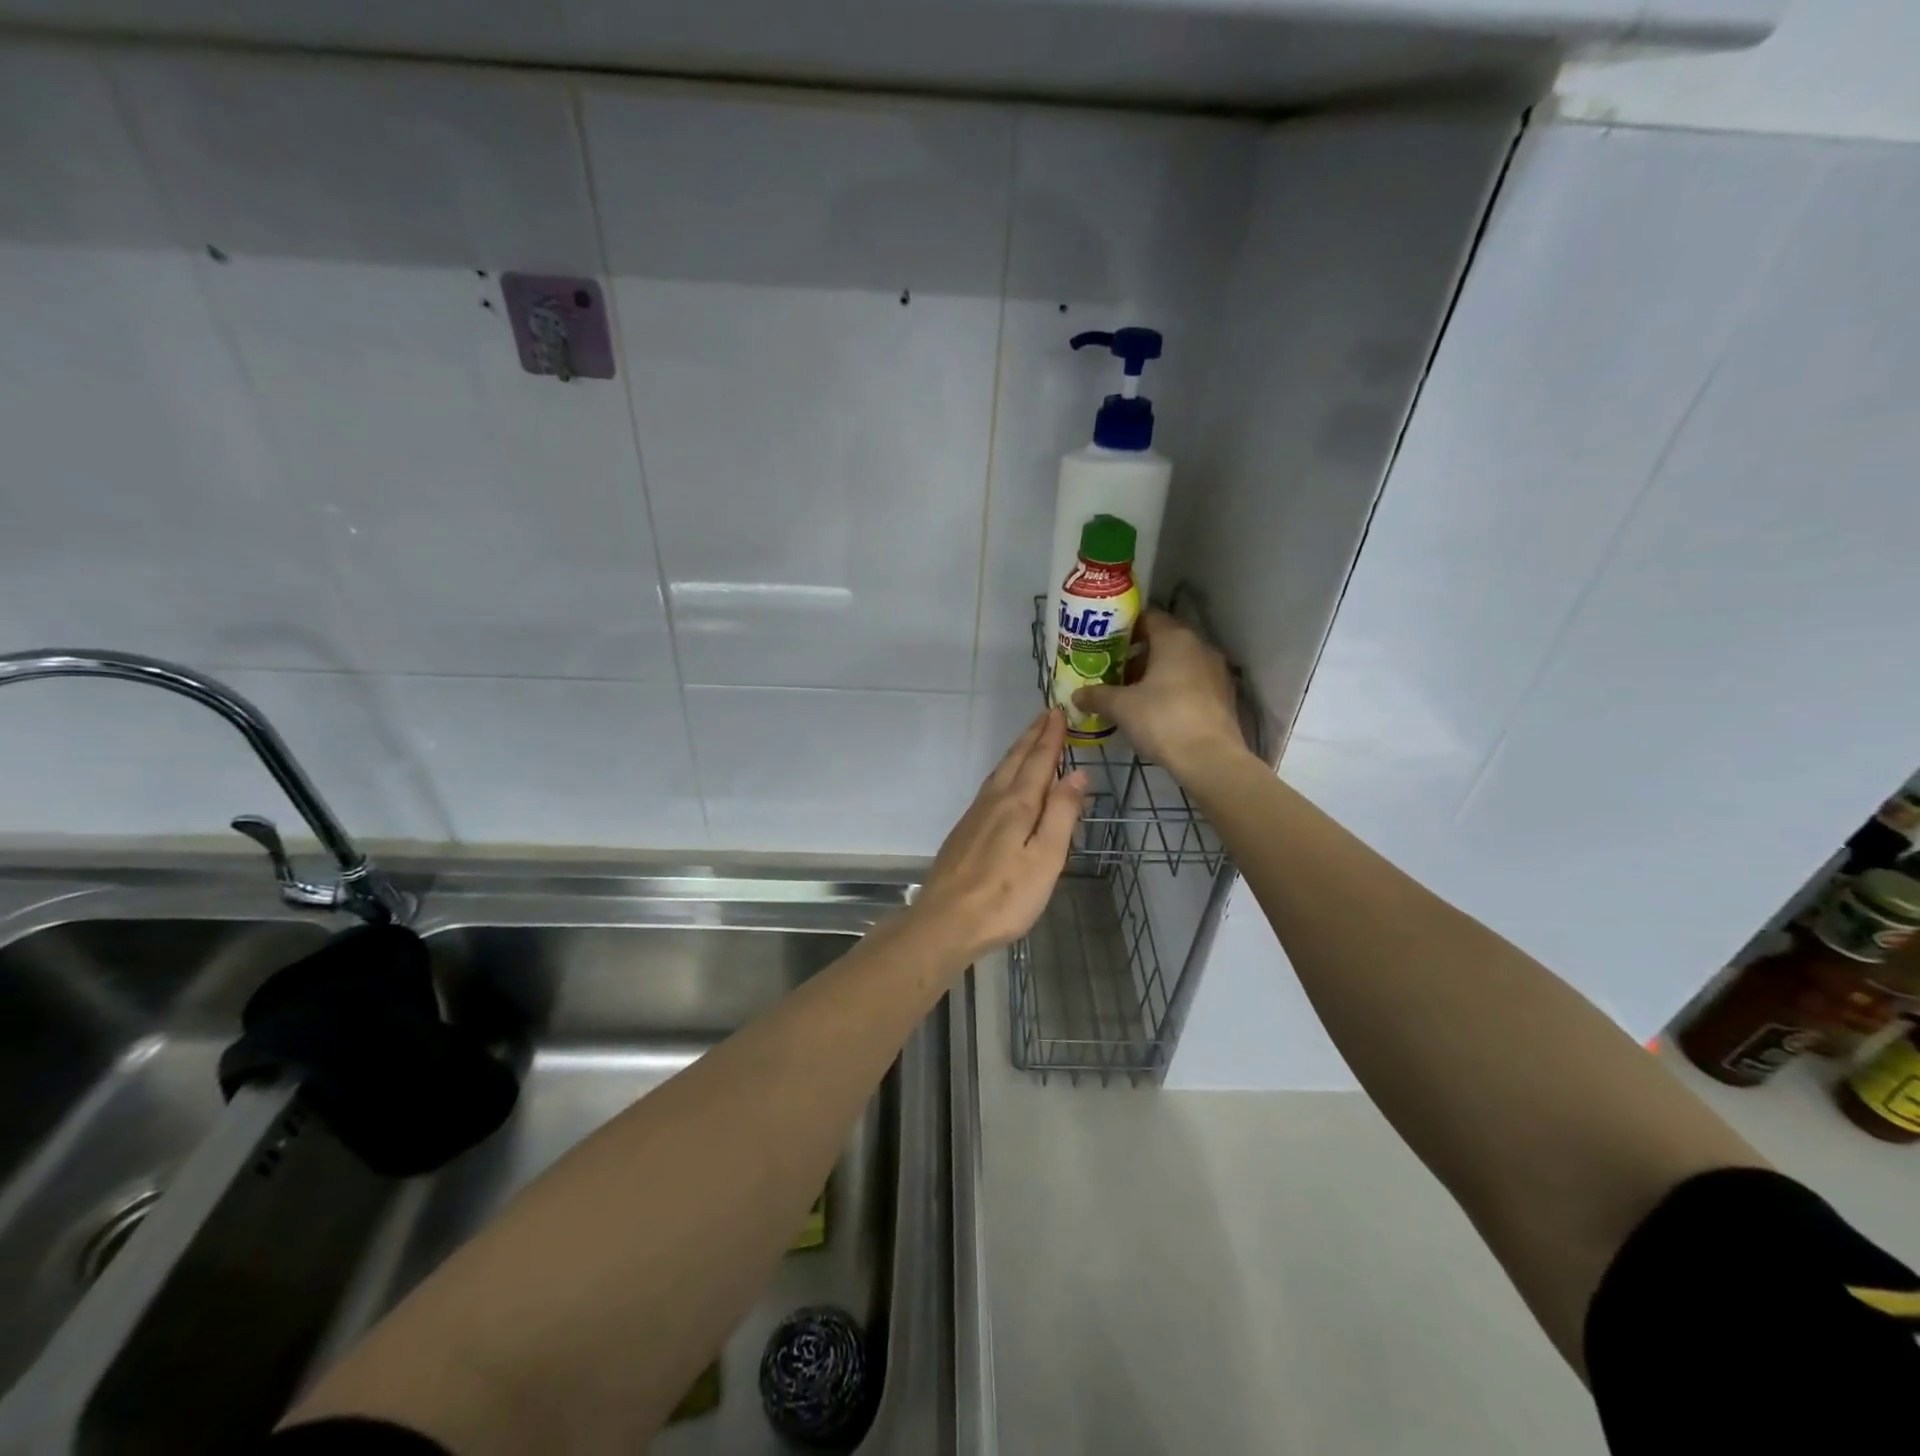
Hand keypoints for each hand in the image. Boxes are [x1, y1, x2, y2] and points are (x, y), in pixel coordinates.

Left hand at [909, 710, 1086, 964]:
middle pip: (1015, 761)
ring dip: (1017, 752)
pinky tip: (1005, 782)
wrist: (945, 922)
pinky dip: (1004, 772)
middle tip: (1046, 715)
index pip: (1039, 761)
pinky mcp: (964, 832)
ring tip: (1029, 740)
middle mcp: (994, 802)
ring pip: (999, 772)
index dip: (1051, 737)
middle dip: (1033, 737)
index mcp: (1017, 805)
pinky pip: (990, 788)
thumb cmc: (1004, 896)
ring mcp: (975, 816)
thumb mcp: (1045, 858)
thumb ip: (1061, 814)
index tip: (1060, 713)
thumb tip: (1077, 773)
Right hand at [1072, 609, 1245, 776]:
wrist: (1209, 759)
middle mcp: (1200, 647)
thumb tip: (1077, 695)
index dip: (1124, 627)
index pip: (1148, 617)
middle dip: (1137, 653)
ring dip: (1155, 672)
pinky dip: (1173, 688)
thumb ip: (1097, 696)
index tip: (1104, 642)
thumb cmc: (1162, 720)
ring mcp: (1216, 671)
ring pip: (1179, 663)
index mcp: (1175, 638)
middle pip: (1164, 640)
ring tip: (1130, 691)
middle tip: (1112, 669)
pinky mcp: (1224, 696)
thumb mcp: (1121, 707)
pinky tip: (1155, 709)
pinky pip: (1192, 682)